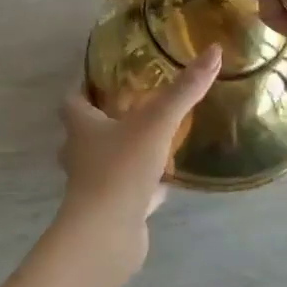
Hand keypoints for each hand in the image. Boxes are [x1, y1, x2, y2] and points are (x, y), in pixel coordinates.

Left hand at [56, 45, 221, 277]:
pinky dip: (143, 187)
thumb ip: (184, 90)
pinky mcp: (109, 212)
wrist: (106, 236)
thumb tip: (213, 51)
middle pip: (87, 131)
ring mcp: (93, 186)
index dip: (86, 87)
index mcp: (81, 126)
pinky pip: (126, 193)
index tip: (107, 77)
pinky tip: (165, 184)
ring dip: (125, 153)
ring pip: (107, 162)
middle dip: (107, 119)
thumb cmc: (121, 169)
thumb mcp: (157, 122)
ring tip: (153, 141)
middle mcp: (80, 153)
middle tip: (136, 107)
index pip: (73, 98)